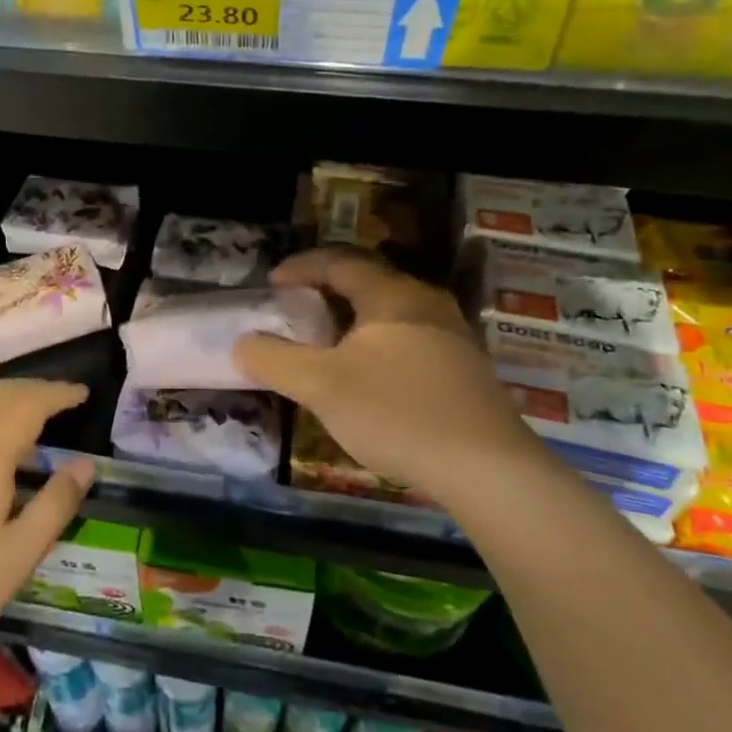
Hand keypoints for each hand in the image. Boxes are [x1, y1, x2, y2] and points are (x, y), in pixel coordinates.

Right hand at [233, 246, 534, 490]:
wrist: (490, 470)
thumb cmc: (397, 412)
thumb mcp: (321, 385)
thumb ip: (275, 360)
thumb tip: (241, 344)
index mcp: (392, 295)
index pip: (339, 262)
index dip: (301, 267)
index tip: (272, 283)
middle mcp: (426, 303)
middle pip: (369, 281)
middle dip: (327, 290)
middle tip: (297, 308)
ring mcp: (453, 335)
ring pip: (392, 312)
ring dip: (354, 319)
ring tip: (328, 342)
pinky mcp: (466, 370)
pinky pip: (411, 337)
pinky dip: (378, 342)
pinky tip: (371, 377)